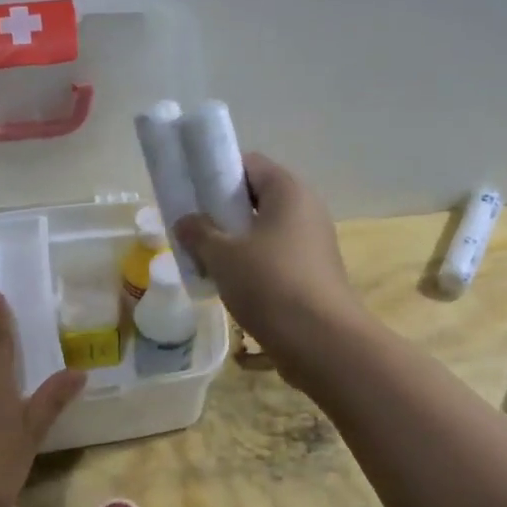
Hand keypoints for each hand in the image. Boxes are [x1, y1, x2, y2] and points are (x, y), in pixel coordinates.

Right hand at [174, 153, 365, 383]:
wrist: (321, 341)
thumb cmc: (270, 284)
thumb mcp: (222, 255)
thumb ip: (198, 232)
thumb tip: (186, 221)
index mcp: (288, 191)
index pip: (249, 164)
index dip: (217, 174)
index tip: (192, 194)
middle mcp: (306, 209)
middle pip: (256, 197)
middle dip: (222, 211)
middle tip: (193, 229)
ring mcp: (312, 242)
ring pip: (264, 230)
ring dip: (234, 241)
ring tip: (205, 259)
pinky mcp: (312, 272)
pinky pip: (274, 256)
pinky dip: (251, 263)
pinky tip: (228, 283)